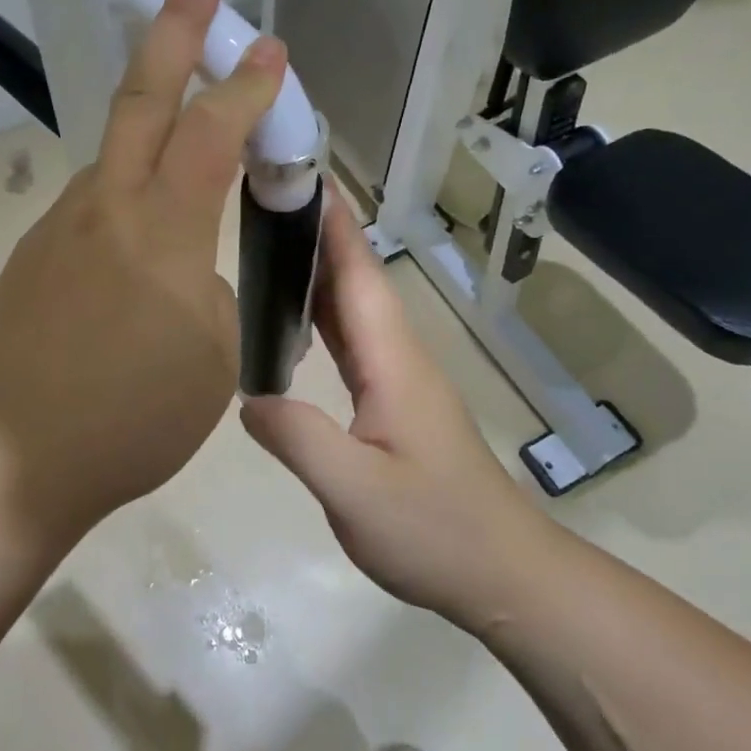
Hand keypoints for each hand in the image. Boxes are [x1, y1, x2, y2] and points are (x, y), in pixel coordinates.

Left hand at [0, 0, 285, 547]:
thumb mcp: (215, 358)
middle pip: (142, 97)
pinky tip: (141, 229)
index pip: (213, 133)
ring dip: (154, 115)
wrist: (15, 457)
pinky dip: (129, 188)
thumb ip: (215, 289)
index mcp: (163, 232)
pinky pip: (95, 201)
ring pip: (116, 150)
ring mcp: (62, 225)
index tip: (272, 50)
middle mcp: (107, 207)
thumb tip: (197, 262)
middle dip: (177, 28)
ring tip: (188, 116)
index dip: (247, 86)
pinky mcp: (36, 251)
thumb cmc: (132, 418)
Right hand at [241, 194, 552, 629]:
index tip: (299, 177)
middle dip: (315, 234)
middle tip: (264, 202)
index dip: (330, 224)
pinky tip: (293, 321)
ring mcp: (399, 379)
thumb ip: (299, 439)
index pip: (358, 274)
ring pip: (354, 308)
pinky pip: (352, 341)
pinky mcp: (395, 401)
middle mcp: (398, 355)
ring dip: (317, 270)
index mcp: (392, 360)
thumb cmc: (435, 530)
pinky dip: (322, 315)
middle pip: (355, 280)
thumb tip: (247, 397)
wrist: (503, 573)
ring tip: (269, 244)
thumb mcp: (356, 491)